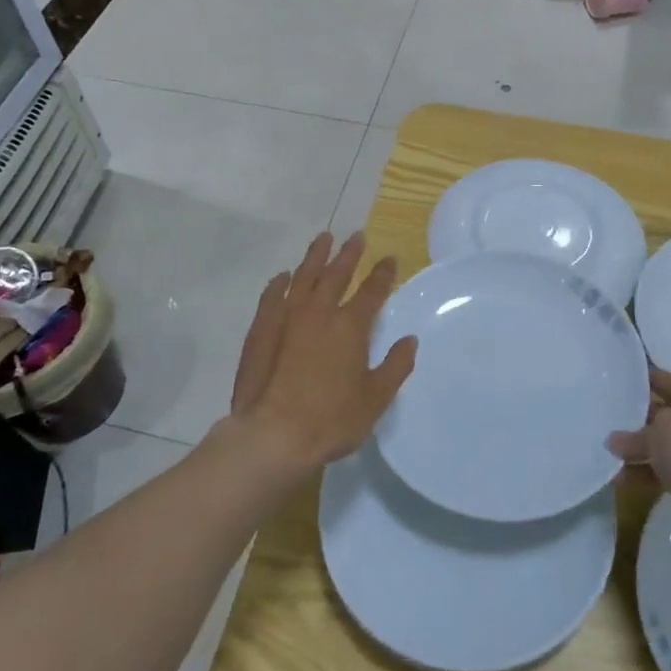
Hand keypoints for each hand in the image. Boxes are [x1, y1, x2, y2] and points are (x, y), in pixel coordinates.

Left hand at [225, 232, 415, 473]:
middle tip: (356, 236)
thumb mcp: (375, 399)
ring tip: (324, 239)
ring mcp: (286, 318)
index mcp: (351, 327)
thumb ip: (395, 367)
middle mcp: (319, 313)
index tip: (390, 258)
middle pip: (336, 274)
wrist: (273, 435)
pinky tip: (284, 276)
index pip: (372, 291)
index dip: (383, 273)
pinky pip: (272, 296)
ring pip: (303, 277)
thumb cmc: (331, 420)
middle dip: (349, 254)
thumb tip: (410, 340)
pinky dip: (280, 283)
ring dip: (315, 256)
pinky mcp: (260, 330)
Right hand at [609, 369, 670, 567]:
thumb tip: (616, 440)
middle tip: (615, 410)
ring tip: (610, 445)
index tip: (631, 374)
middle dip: (646, 419)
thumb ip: (639, 430)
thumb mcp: (665, 428)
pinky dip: (648, 472)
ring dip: (644, 449)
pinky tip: (619, 474)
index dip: (656, 381)